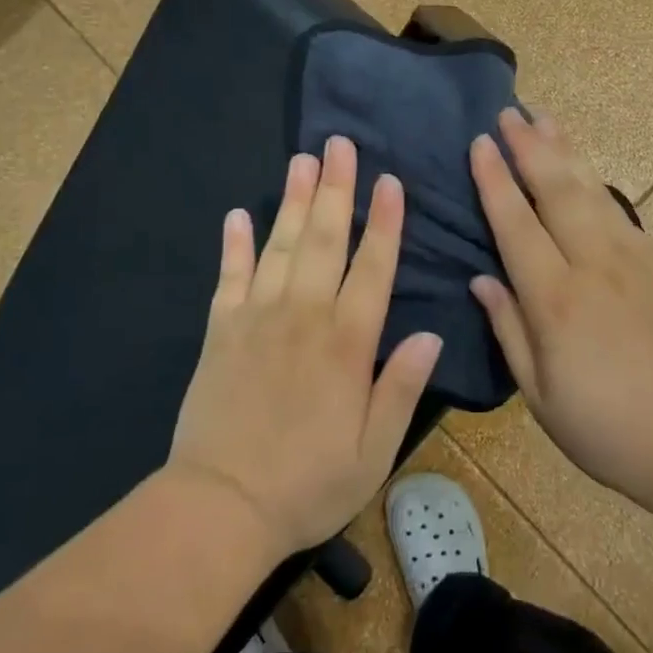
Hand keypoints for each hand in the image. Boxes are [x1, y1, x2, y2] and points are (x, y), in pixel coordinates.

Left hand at [169, 136, 442, 560]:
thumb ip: (401, 387)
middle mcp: (303, 316)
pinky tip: (238, 214)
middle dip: (335, 189)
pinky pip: (228, 277)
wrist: (220, 507)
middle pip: (323, 240)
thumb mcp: (372, 450)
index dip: (384, 223)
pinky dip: (234, 244)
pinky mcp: (220, 331)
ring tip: (302, 160)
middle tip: (339, 144)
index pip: (372, 268)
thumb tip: (432, 334)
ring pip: (279, 246)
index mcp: (345, 343)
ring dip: (292, 200)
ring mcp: (256, 318)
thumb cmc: (307, 484)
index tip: (390, 181)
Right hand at [469, 109, 652, 514]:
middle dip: (530, 146)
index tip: (480, 142)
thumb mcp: (542, 397)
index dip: (495, 180)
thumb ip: (509, 330)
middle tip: (510, 110)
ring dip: (565, 149)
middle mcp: (593, 265)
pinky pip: (618, 208)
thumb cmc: (611, 429)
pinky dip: (595, 179)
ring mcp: (632, 258)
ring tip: (544, 117)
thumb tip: (482, 279)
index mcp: (556, 300)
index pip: (516, 224)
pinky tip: (585, 168)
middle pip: (556, 190)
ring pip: (591, 189)